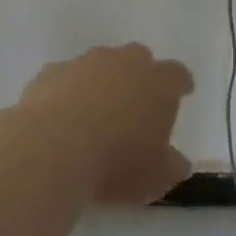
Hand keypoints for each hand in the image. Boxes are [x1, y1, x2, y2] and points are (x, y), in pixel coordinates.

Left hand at [18, 44, 195, 204]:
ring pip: (100, 63)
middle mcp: (125, 62)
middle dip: (139, 75)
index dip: (180, 84)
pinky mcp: (52, 71)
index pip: (178, 74)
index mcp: (159, 83)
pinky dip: (67, 92)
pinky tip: (60, 117)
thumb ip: (172, 166)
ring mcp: (86, 62)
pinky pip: (65, 77)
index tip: (182, 93)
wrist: (54, 147)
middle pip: (139, 57)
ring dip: (101, 81)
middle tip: (136, 102)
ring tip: (95, 112)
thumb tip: (179, 162)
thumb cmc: (117, 162)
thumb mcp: (156, 177)